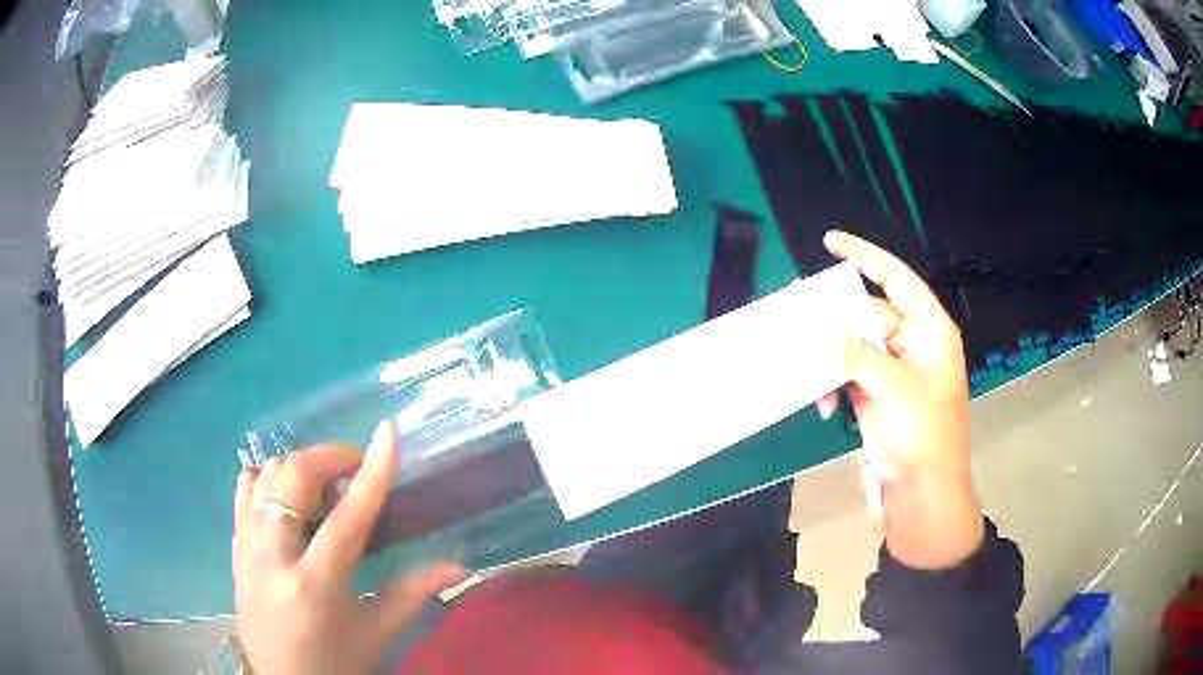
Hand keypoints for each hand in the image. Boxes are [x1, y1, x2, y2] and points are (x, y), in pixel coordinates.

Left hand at [233, 421, 468, 674]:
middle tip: (354, 468)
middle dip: (328, 457)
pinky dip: (266, 479)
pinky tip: (286, 495)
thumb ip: (414, 594)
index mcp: (315, 586)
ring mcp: (247, 549)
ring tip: (323, 486)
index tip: (388, 434)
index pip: (347, 517)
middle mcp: (273, 557)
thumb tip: (459, 565)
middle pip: (294, 479)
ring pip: (265, 476)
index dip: (371, 472)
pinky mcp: (235, 548)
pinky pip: (243, 493)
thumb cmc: (335, 664)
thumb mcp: (377, 635)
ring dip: (298, 469)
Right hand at [818, 230, 983, 569]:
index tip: (829, 242)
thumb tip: (818, 324)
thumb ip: (855, 353)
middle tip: (800, 325)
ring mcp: (892, 372)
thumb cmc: (923, 438)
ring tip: (815, 383)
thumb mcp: (892, 390)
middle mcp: (912, 345)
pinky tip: (823, 406)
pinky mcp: (875, 395)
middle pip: (867, 316)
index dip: (865, 257)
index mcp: (930, 332)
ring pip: (851, 347)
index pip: (897, 280)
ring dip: (830, 363)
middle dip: (836, 326)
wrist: (921, 496)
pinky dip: (832, 386)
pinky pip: (846, 375)